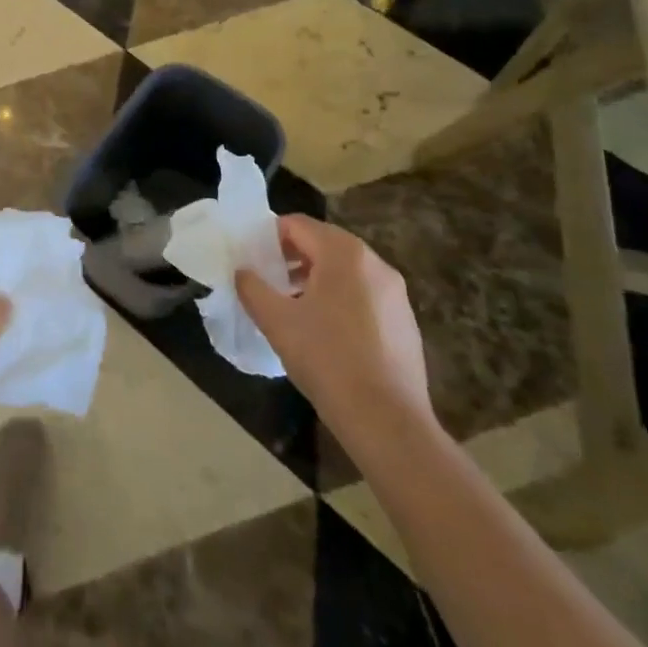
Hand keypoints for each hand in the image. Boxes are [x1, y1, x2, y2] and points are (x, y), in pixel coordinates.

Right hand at [236, 215, 434, 451]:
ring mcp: (395, 293)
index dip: (269, 237)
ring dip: (314, 279)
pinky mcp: (405, 321)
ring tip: (291, 307)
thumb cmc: (327, 360)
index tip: (251, 258)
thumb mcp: (277, 321)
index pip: (298, 225)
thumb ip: (252, 288)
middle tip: (267, 281)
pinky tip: (324, 333)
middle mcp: (375, 263)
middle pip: (324, 244)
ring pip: (345, 271)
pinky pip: (364, 295)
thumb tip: (242, 272)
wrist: (387, 421)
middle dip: (291, 258)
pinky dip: (339, 299)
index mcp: (344, 254)